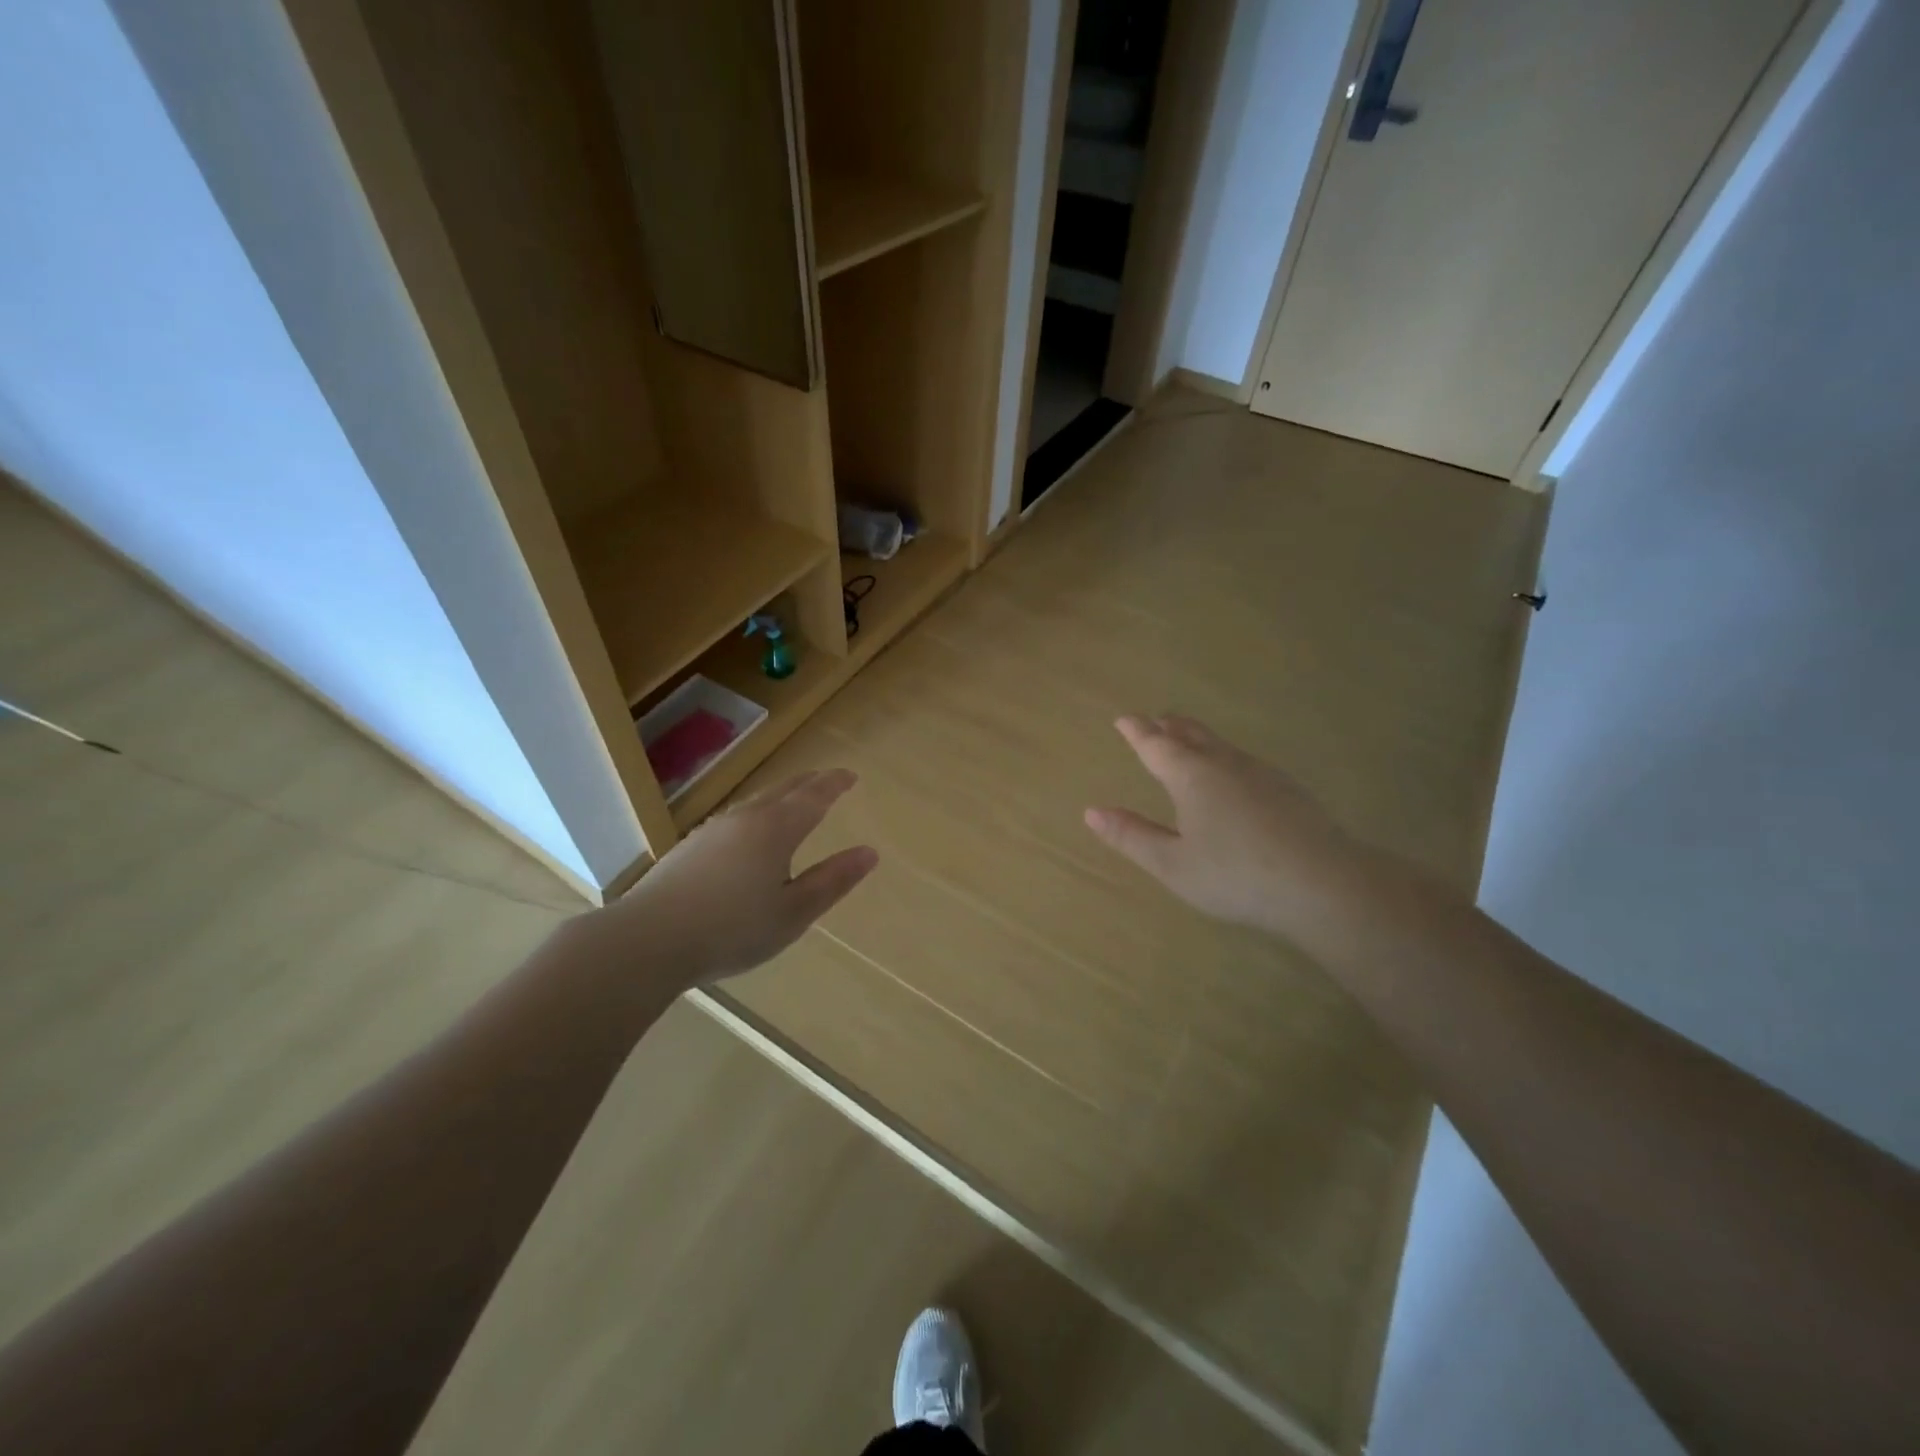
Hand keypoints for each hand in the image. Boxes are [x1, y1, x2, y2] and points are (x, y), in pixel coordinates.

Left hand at [592, 769, 877, 988]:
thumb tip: (869, 853)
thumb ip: (832, 881)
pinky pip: (735, 818)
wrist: (648, 940)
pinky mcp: (690, 847)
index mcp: (776, 829)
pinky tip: (749, 834)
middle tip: (826, 780)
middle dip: (808, 783)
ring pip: (755, 802)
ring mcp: (713, 830)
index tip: (849, 775)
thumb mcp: (793, 912)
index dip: (833, 784)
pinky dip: (756, 814)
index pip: (813, 797)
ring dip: (780, 796)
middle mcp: (745, 819)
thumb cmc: (732, 929)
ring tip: (792, 801)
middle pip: (782, 791)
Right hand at [1084, 716, 1362, 939]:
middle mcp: (1224, 764)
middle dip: (1170, 725)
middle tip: (1156, 719)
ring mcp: (1261, 774)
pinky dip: (1224, 756)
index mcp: (1191, 777)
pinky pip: (1244, 760)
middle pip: (1192, 734)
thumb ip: (1132, 837)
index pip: (1156, 745)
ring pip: (1221, 744)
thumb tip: (1092, 812)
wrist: (1323, 883)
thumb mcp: (1172, 864)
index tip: (1124, 719)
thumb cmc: (1235, 875)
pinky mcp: (1287, 789)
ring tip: (1188, 738)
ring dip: (1198, 737)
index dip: (1137, 731)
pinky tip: (1233, 774)